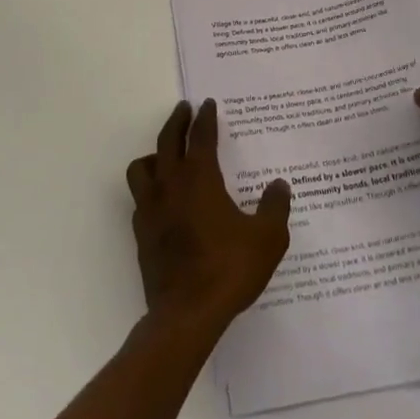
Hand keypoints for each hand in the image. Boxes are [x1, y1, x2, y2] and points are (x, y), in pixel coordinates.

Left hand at [126, 100, 290, 331]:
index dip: (206, 118)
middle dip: (177, 121)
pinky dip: (150, 189)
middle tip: (184, 109)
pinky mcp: (141, 233)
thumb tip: (279, 185)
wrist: (186, 314)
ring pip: (142, 166)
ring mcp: (150, 209)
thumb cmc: (229, 269)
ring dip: (155, 154)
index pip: (201, 136)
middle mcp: (170, 185)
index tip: (208, 104)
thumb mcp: (267, 238)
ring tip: (167, 155)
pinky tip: (163, 199)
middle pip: (167, 140)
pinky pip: (140, 198)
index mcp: (200, 178)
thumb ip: (275, 207)